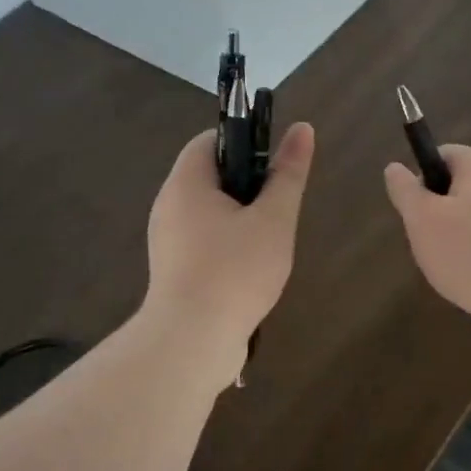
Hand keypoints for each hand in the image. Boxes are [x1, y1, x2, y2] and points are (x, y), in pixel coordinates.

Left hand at [144, 122, 315, 376]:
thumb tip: (302, 129)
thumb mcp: (273, 219)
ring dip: (242, 221)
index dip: (246, 142)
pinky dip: (228, 247)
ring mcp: (168, 242)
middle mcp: (169, 207)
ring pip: (210, 214)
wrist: (193, 342)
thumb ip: (288, 175)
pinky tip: (252, 272)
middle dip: (249, 187)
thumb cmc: (235, 271)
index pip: (210, 140)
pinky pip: (204, 243)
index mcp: (186, 184)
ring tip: (270, 244)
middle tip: (279, 210)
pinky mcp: (174, 272)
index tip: (276, 167)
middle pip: (211, 178)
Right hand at [383, 145, 470, 349]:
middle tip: (428, 240)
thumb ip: (406, 191)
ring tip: (450, 265)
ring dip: (461, 236)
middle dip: (441, 211)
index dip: (424, 174)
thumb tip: (394, 168)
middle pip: (464, 187)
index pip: (447, 154)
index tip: (414, 207)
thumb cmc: (467, 250)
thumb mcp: (421, 219)